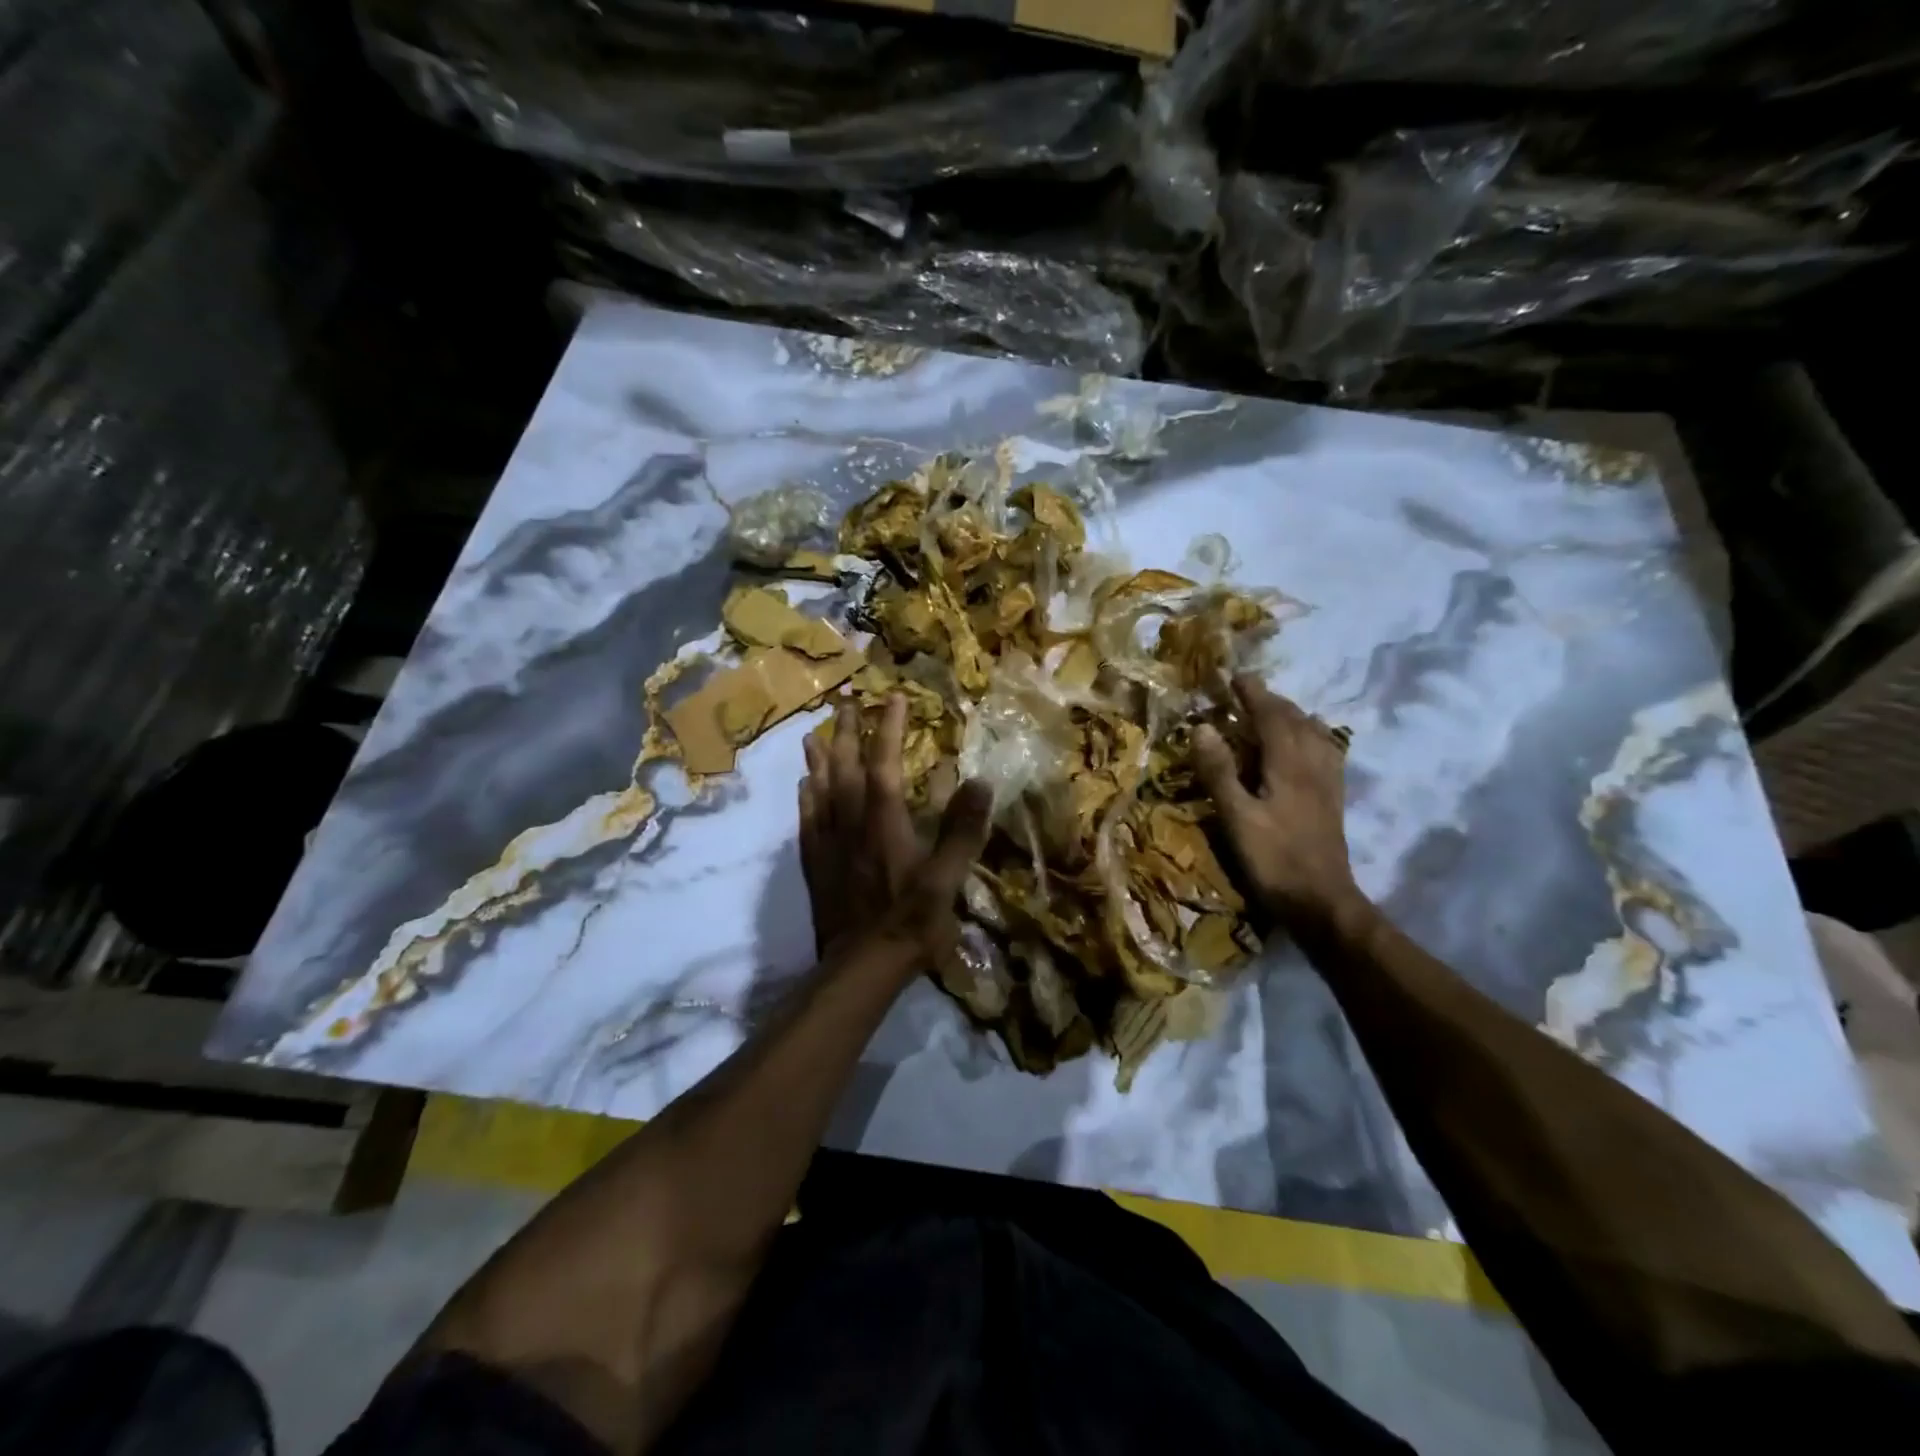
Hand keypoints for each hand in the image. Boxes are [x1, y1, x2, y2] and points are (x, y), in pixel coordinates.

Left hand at [800, 694, 992, 964]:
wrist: (860, 968)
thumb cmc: (910, 923)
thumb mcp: (947, 880)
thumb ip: (963, 831)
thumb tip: (980, 782)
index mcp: (885, 823)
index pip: (885, 765)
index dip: (888, 729)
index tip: (892, 697)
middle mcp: (851, 824)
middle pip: (846, 769)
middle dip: (847, 733)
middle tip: (845, 703)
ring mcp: (828, 845)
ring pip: (820, 791)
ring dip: (819, 760)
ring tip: (814, 735)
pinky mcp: (815, 866)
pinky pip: (806, 822)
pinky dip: (805, 798)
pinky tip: (802, 787)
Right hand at [1193, 674, 1360, 926]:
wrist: (1322, 902)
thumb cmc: (1273, 860)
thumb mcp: (1236, 817)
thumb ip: (1219, 771)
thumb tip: (1202, 726)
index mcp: (1288, 764)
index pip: (1271, 716)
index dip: (1252, 694)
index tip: (1234, 676)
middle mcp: (1312, 765)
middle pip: (1295, 720)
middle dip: (1271, 700)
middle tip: (1247, 692)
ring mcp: (1328, 782)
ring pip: (1314, 734)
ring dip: (1293, 716)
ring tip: (1275, 712)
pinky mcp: (1333, 800)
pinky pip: (1327, 753)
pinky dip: (1313, 737)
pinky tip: (1308, 745)